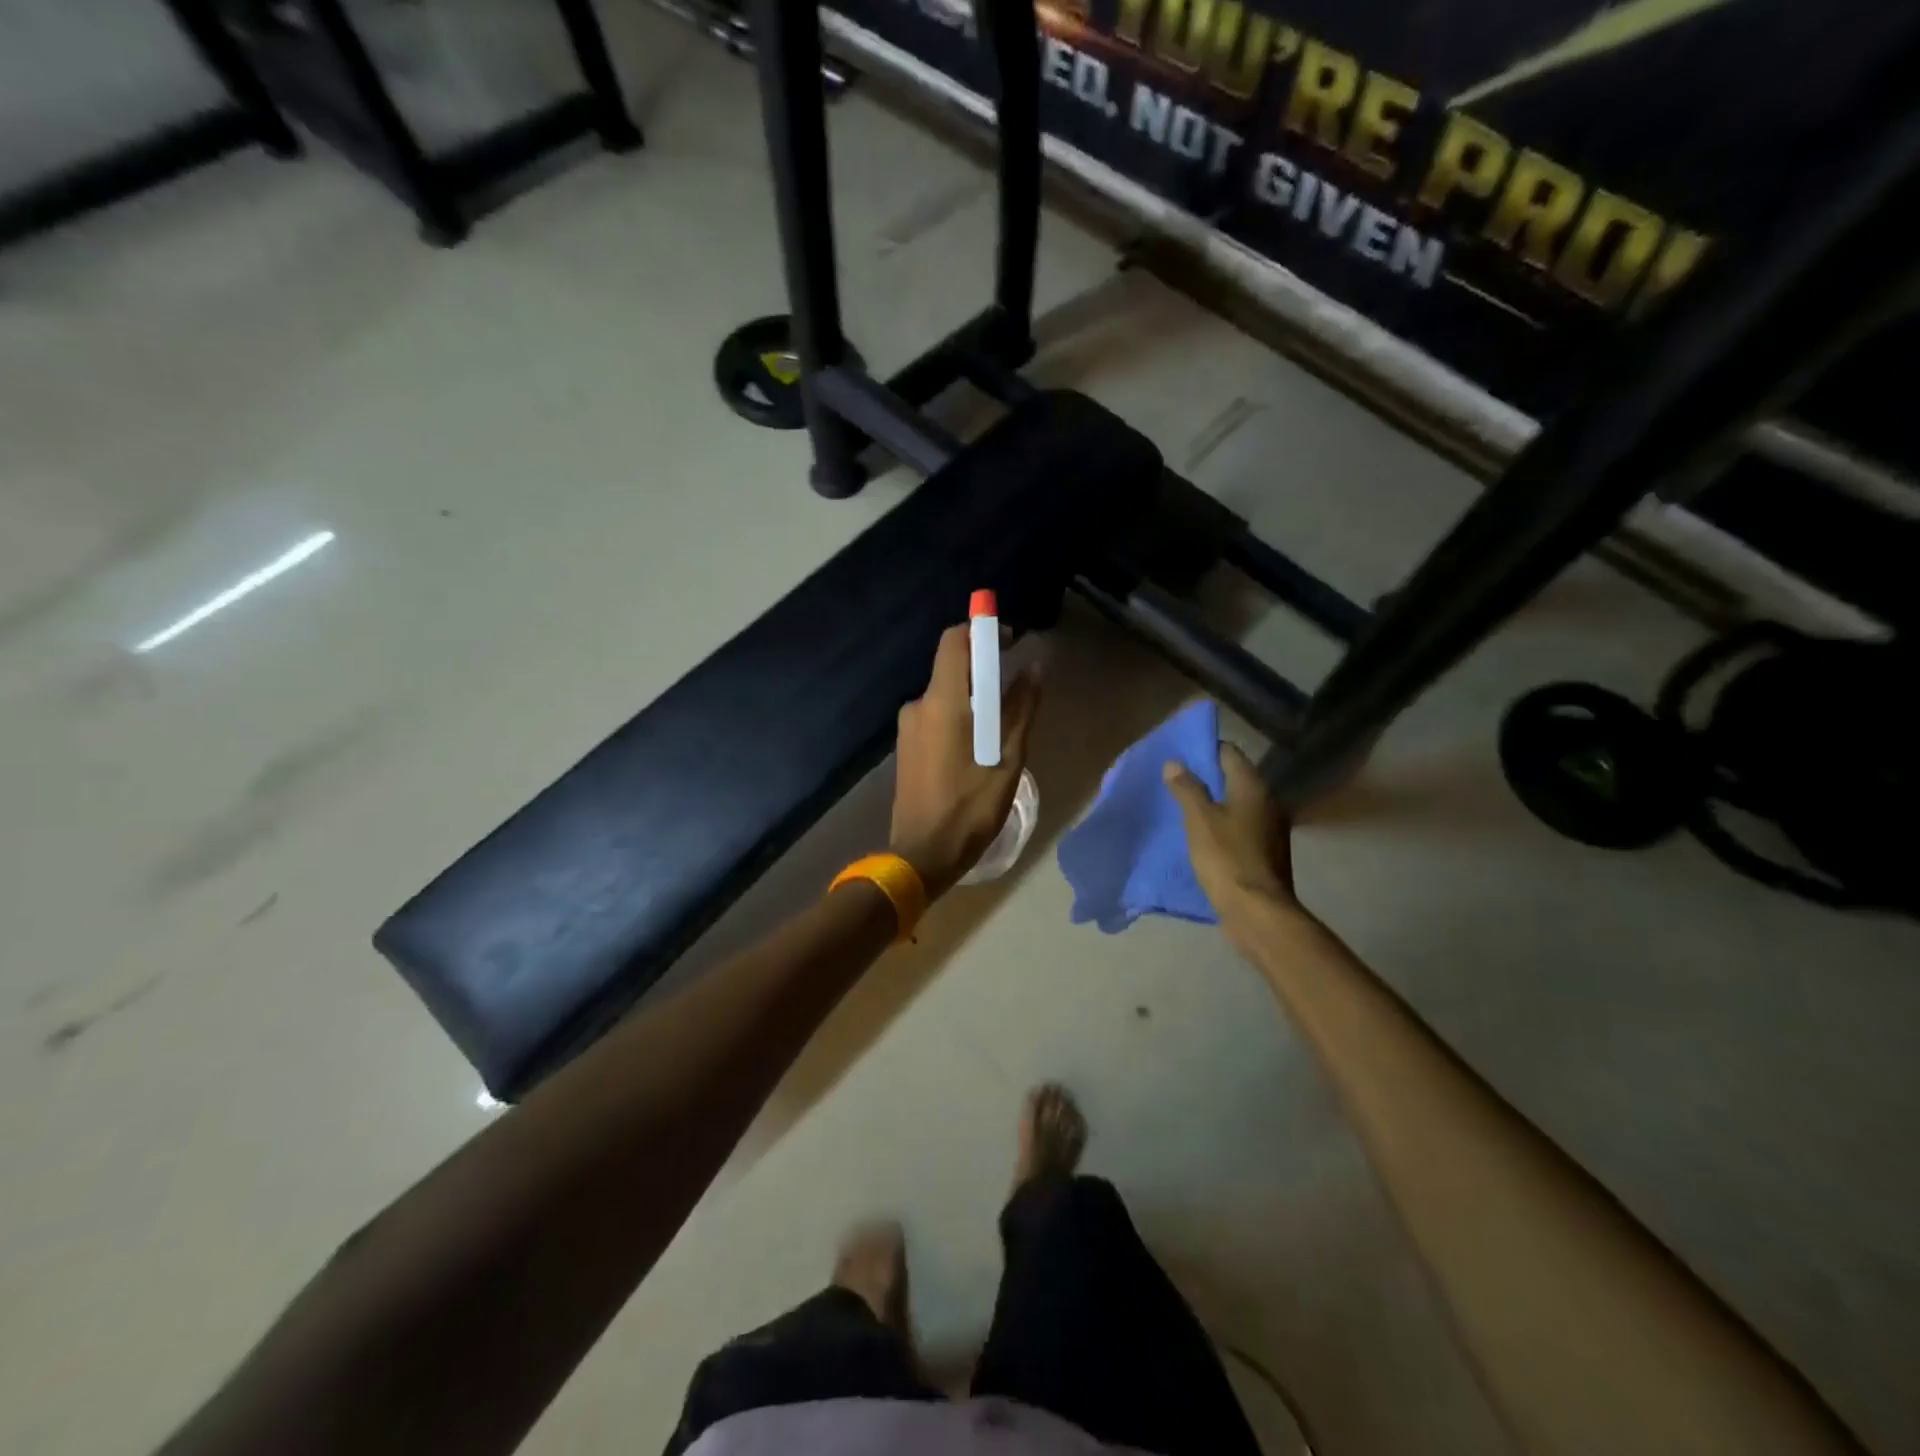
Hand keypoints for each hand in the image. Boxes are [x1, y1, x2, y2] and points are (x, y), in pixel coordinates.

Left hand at [891, 624, 1039, 899]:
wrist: (921, 854)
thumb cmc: (969, 808)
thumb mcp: (1007, 759)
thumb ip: (1021, 709)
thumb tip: (1034, 668)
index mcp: (943, 702)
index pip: (955, 641)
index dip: (980, 629)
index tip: (1008, 638)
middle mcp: (920, 706)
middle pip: (951, 667)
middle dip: (982, 667)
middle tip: (1015, 686)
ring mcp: (908, 727)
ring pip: (945, 695)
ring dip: (972, 697)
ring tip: (1002, 724)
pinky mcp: (906, 747)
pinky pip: (936, 716)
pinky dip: (959, 715)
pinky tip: (978, 744)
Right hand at [1163, 742, 1297, 918]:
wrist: (1257, 912)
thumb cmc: (1227, 858)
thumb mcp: (1199, 820)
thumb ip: (1187, 789)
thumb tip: (1174, 763)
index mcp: (1253, 787)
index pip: (1229, 752)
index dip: (1204, 749)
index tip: (1179, 755)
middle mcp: (1268, 802)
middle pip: (1233, 778)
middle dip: (1205, 777)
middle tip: (1174, 780)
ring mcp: (1269, 828)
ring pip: (1236, 804)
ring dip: (1212, 803)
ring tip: (1182, 806)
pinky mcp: (1265, 851)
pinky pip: (1239, 826)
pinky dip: (1221, 824)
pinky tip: (1200, 834)